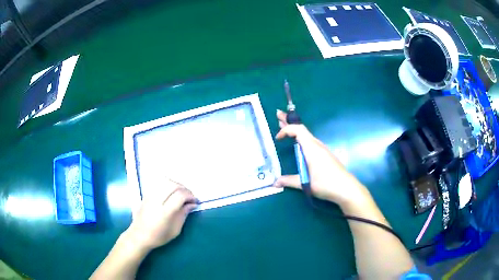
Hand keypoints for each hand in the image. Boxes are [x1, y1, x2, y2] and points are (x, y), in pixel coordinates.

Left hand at [123, 180, 198, 251]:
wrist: (139, 235)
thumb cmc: (158, 236)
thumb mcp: (175, 230)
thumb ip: (183, 215)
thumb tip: (192, 204)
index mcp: (164, 212)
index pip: (180, 195)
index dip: (190, 196)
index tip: (195, 201)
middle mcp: (156, 200)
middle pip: (173, 185)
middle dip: (184, 188)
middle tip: (189, 196)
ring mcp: (150, 195)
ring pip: (165, 180)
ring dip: (176, 184)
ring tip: (181, 192)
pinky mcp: (146, 194)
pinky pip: (158, 183)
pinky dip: (168, 184)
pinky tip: (171, 192)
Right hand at [273, 110, 368, 207]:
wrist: (346, 188)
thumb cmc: (325, 184)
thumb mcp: (305, 184)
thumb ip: (289, 181)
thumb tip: (275, 183)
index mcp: (312, 148)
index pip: (298, 130)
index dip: (286, 130)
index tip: (277, 138)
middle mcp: (317, 145)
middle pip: (302, 129)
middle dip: (289, 122)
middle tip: (278, 114)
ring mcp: (322, 149)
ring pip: (306, 135)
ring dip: (295, 130)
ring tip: (285, 126)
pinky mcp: (325, 155)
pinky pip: (310, 141)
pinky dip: (301, 137)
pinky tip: (299, 142)